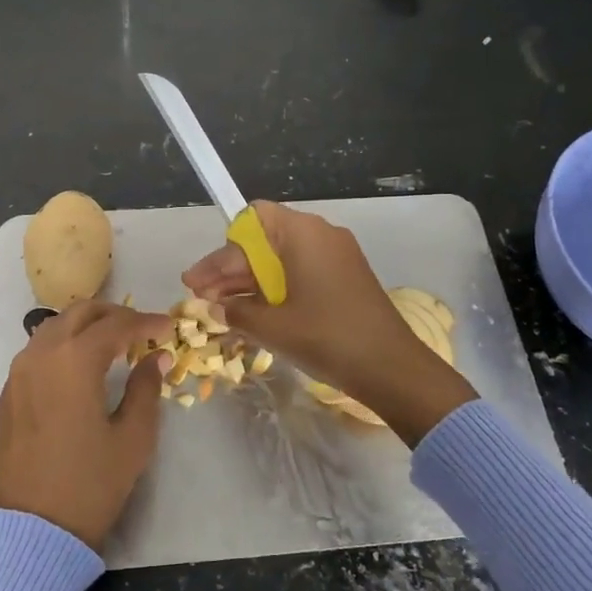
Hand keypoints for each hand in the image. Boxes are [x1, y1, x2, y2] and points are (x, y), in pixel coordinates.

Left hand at [0, 301, 174, 548]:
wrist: (34, 528)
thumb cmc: (91, 483)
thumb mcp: (133, 438)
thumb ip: (146, 388)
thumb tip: (156, 358)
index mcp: (75, 361)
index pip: (116, 325)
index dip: (146, 322)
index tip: (168, 327)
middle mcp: (41, 355)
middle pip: (80, 313)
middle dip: (114, 313)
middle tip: (141, 329)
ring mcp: (18, 372)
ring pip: (54, 326)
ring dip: (85, 325)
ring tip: (112, 343)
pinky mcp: (8, 392)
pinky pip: (36, 350)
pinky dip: (62, 344)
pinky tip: (79, 366)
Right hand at [183, 201, 477, 445]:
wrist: (392, 368)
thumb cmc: (327, 337)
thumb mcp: (273, 327)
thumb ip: (237, 312)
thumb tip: (215, 308)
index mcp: (303, 233)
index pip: (250, 222)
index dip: (220, 251)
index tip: (198, 281)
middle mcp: (321, 235)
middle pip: (263, 241)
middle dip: (230, 270)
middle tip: (201, 298)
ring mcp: (337, 256)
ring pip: (281, 260)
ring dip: (250, 283)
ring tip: (220, 310)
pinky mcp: (345, 278)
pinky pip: (300, 274)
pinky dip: (275, 291)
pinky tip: (253, 315)